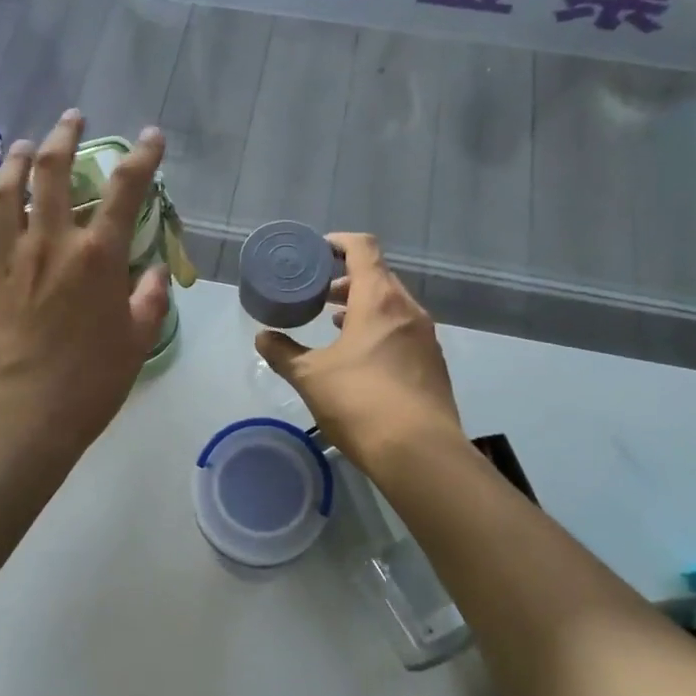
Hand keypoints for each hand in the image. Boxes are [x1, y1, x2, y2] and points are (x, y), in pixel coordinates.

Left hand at [0, 111, 170, 472]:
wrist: (20, 422)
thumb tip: (152, 274)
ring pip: (4, 190)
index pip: (125, 189)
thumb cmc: (89, 386)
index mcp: (97, 258)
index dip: (142, 156)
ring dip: (16, 160)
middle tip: (72, 119)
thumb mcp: (136, 344)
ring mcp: (8, 259)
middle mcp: (50, 244)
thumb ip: (149, 301)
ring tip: (25, 146)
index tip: (150, 136)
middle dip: (64, 136)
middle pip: (52, 172)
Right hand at [255, 233, 464, 475]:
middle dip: (348, 278)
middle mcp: (408, 309)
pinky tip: (362, 354)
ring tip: (335, 321)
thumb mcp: (311, 377)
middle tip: (319, 292)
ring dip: (364, 304)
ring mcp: (425, 336)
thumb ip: (283, 353)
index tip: (318, 250)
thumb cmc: (360, 402)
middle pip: (379, 275)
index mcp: (379, 299)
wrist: (420, 453)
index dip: (339, 242)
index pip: (363, 248)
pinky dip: (380, 327)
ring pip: (393, 304)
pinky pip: (403, 329)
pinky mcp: (433, 363)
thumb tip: (262, 338)